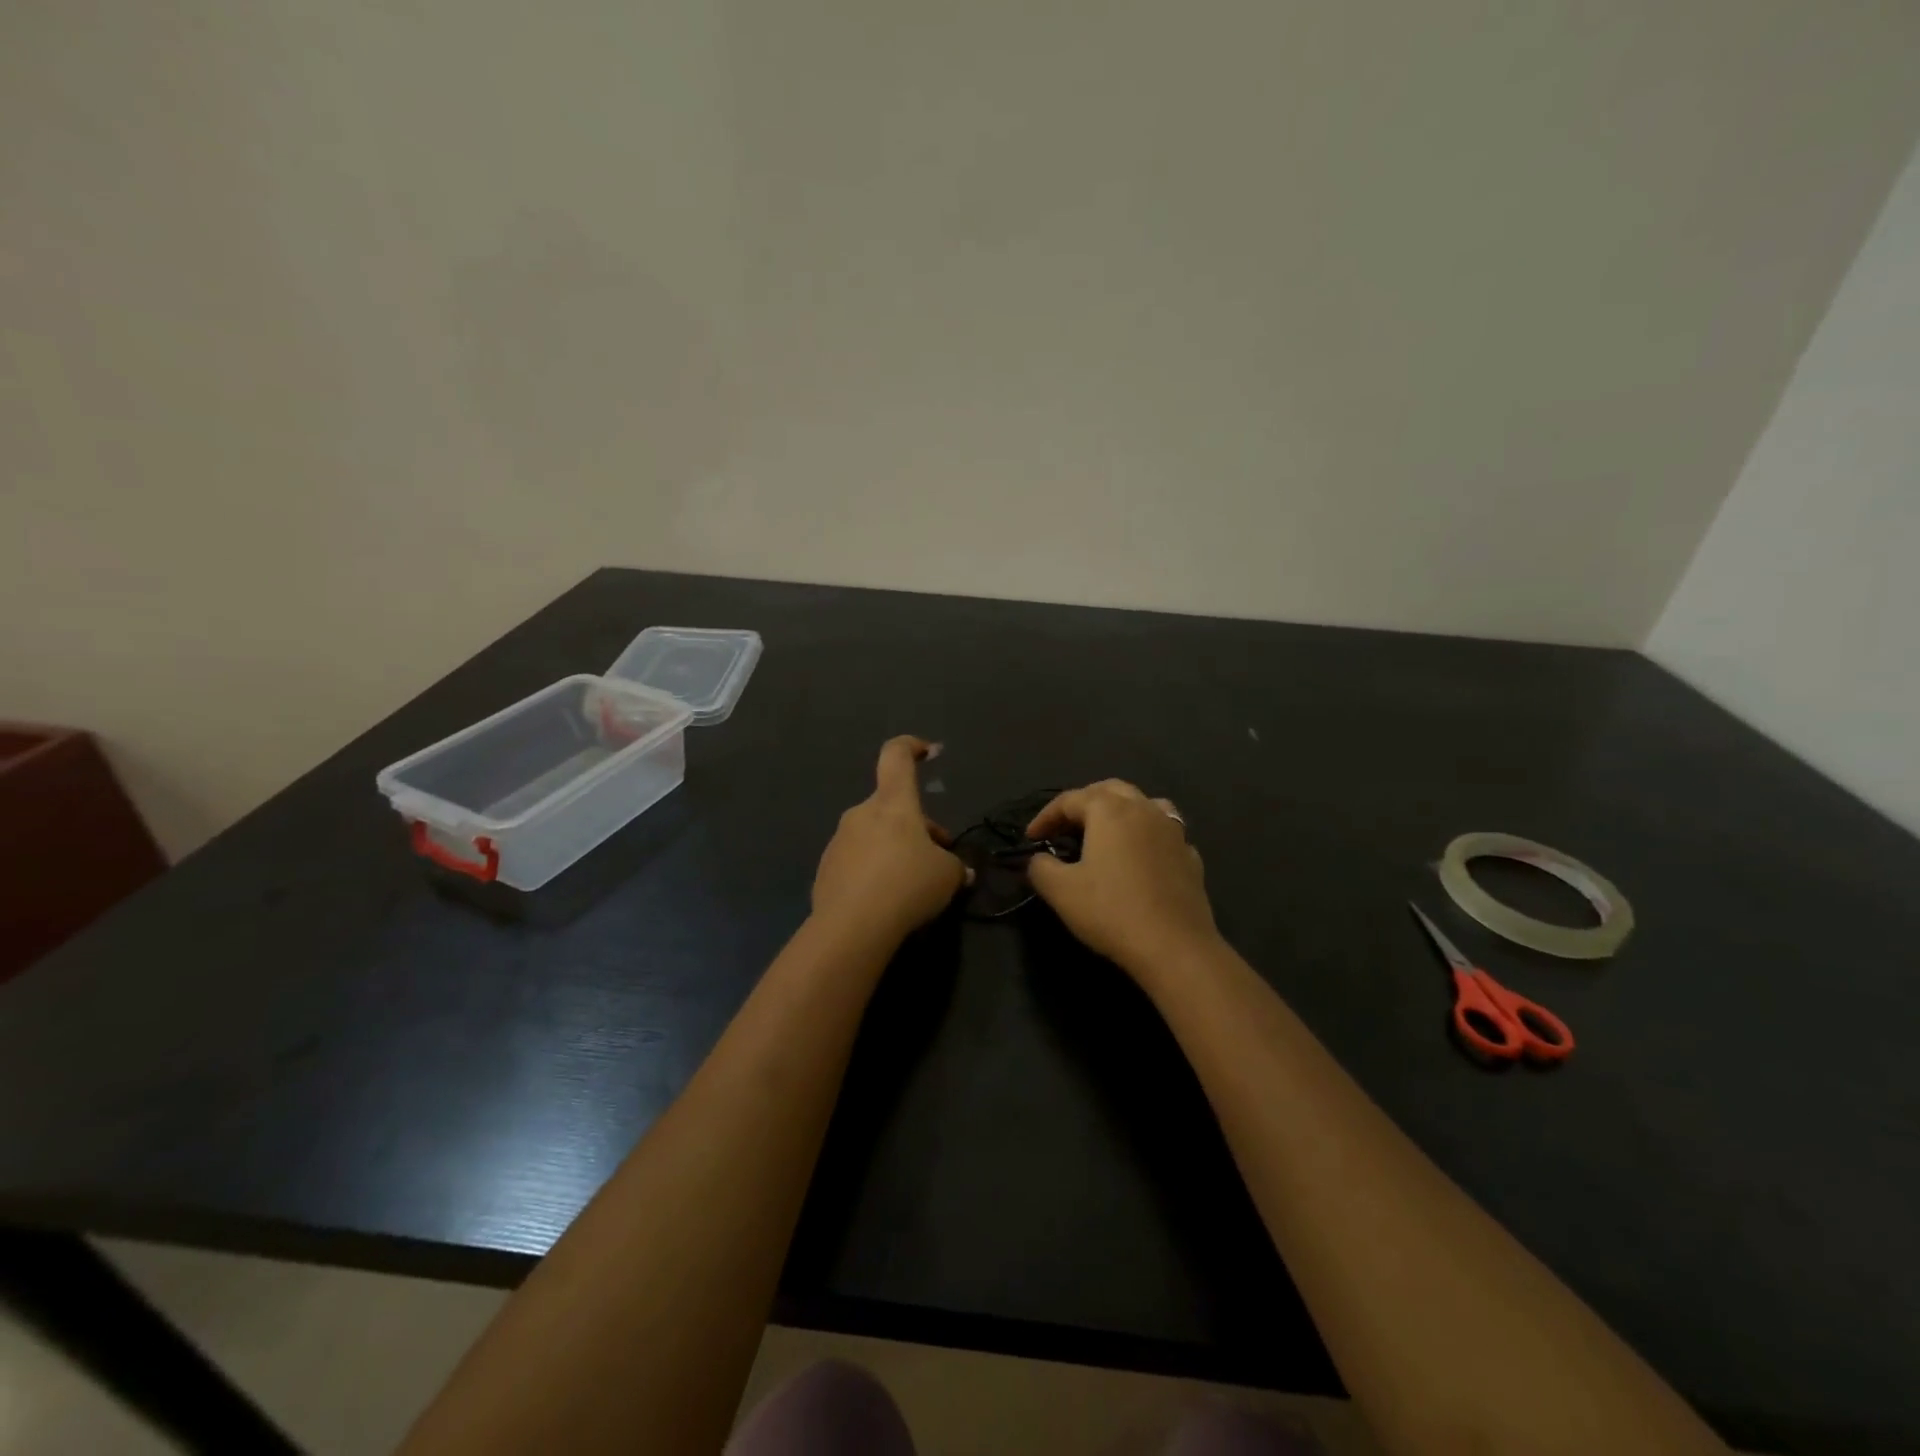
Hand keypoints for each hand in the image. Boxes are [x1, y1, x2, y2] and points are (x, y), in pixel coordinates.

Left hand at [812, 736, 967, 946]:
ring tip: (914, 886)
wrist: (852, 927)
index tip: (927, 752)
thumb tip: (959, 871)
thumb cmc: (908, 885)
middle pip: (892, 808)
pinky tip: (887, 902)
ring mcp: (839, 841)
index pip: (896, 757)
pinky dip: (874, 873)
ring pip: (875, 836)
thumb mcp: (948, 876)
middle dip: (917, 828)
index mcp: (892, 803)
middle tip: (938, 859)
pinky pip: (857, 862)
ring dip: (896, 851)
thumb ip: (956, 867)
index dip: (911, 747)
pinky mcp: (826, 870)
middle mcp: (862, 814)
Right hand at [1024, 779, 1220, 981]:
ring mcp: (1173, 831)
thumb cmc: (1111, 911)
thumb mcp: (1060, 891)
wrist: (1175, 947)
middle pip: (1109, 790)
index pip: (1069, 800)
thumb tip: (1039, 859)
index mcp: (1109, 810)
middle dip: (1083, 803)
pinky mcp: (1191, 856)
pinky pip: (1164, 833)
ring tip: (1106, 831)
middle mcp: (1143, 809)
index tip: (1031, 838)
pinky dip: (1146, 837)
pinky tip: (1140, 858)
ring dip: (1120, 810)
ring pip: (1144, 804)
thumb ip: (1040, 867)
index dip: (1045, 816)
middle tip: (1065, 826)